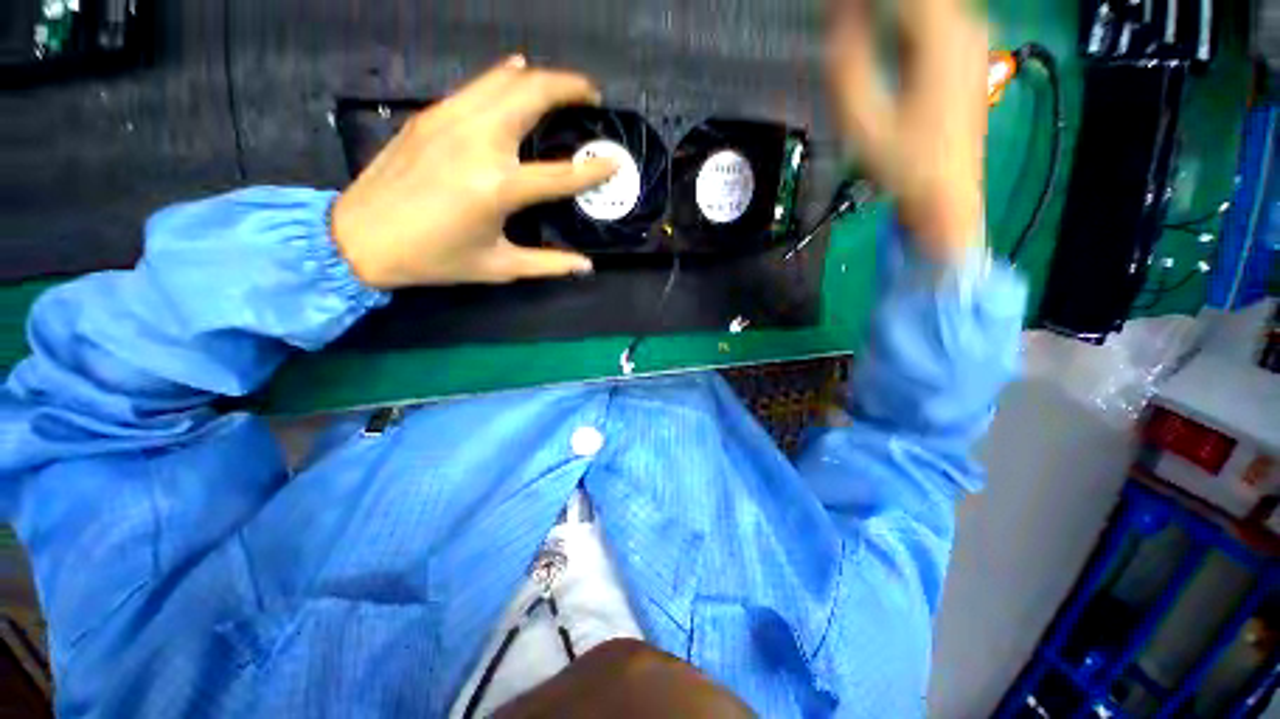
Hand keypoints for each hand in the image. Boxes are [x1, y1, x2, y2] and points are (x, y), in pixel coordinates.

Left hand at [331, 56, 616, 288]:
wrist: (362, 237)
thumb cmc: (435, 259)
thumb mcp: (498, 266)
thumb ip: (548, 264)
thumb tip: (585, 266)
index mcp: (498, 187)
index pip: (562, 173)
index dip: (594, 169)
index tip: (615, 161)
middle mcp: (478, 142)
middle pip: (533, 94)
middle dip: (570, 87)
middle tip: (593, 96)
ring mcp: (451, 120)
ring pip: (505, 78)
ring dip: (540, 77)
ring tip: (563, 87)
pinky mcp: (432, 115)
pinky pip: (477, 84)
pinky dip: (504, 76)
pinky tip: (517, 75)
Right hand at [826, 0, 988, 259]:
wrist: (945, 195)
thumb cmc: (905, 166)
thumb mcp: (864, 122)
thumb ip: (846, 69)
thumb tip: (837, 25)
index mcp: (940, 39)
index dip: (857, 1)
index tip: (830, 8)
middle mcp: (963, 30)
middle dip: (869, 6)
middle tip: (838, 16)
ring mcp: (968, 42)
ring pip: (924, 5)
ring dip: (885, 10)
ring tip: (850, 20)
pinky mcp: (964, 57)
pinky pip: (931, 19)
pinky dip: (901, 17)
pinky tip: (877, 28)